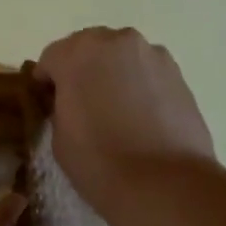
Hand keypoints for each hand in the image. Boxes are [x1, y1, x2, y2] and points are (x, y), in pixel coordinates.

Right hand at [34, 27, 216, 209]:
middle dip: (82, 71)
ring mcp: (153, 55)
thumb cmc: (99, 162)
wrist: (165, 184)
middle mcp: (117, 42)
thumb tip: (73, 102)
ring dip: (113, 75)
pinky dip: (139, 86)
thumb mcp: (59, 136)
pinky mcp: (179, 74)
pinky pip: (147, 73)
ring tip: (115, 113)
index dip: (46, 83)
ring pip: (122, 58)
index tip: (48, 106)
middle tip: (82, 106)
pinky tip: (140, 118)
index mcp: (78, 53)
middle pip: (89, 49)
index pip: (50, 58)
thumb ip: (62, 106)